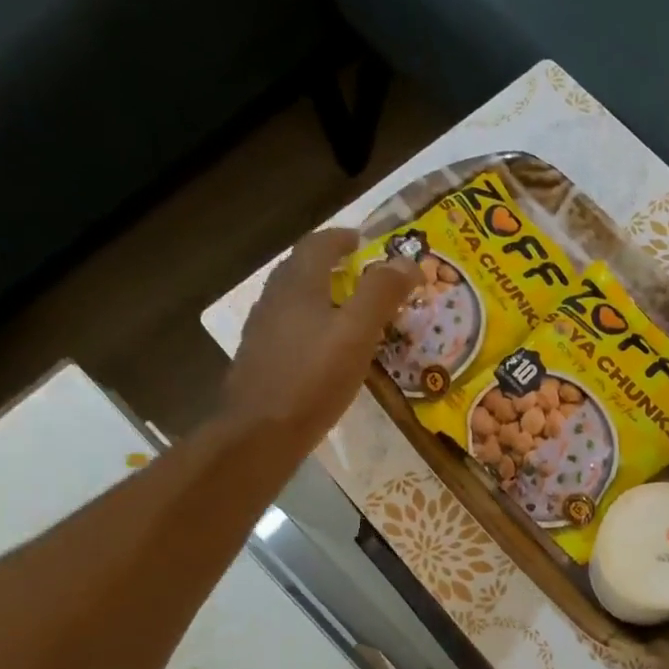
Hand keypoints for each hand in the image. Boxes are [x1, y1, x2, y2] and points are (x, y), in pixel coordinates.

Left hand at [222, 228, 421, 441]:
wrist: (261, 431)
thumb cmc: (314, 378)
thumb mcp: (357, 334)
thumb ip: (381, 294)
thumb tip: (407, 261)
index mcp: (298, 285)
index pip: (318, 245)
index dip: (343, 238)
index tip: (364, 240)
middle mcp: (275, 299)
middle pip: (302, 268)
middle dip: (331, 264)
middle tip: (361, 273)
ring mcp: (263, 330)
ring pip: (294, 299)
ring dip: (321, 295)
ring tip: (349, 310)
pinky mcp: (261, 358)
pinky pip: (290, 328)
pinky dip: (312, 324)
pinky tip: (326, 349)